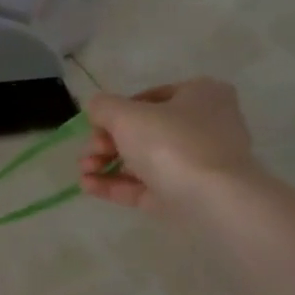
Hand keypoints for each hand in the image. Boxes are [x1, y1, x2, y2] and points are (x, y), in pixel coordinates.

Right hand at [80, 79, 258, 212]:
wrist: (211, 198)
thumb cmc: (172, 143)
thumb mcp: (127, 115)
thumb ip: (104, 107)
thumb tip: (95, 107)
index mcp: (201, 95)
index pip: (149, 98)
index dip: (116, 112)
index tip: (94, 126)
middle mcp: (204, 126)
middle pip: (142, 131)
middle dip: (106, 142)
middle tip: (87, 152)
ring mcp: (195, 163)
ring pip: (142, 160)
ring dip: (105, 163)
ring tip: (83, 171)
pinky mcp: (184, 194)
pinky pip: (145, 185)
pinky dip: (115, 184)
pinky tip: (87, 186)